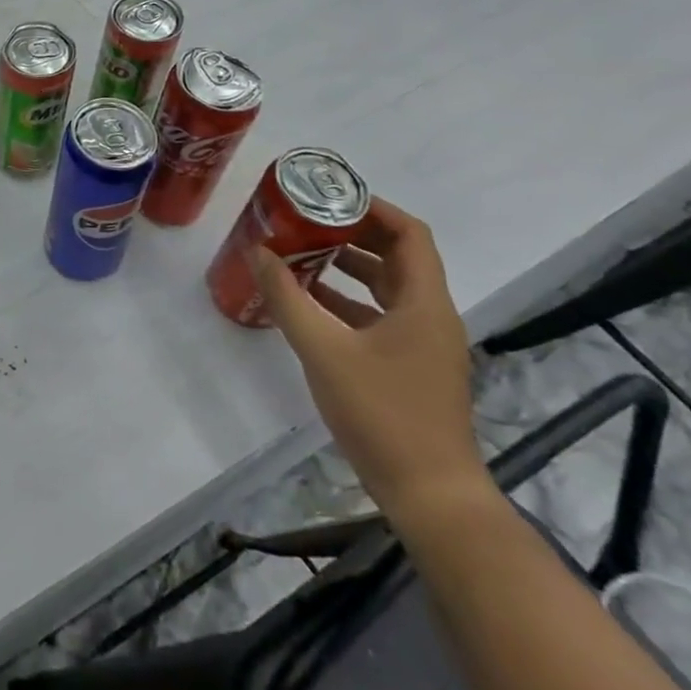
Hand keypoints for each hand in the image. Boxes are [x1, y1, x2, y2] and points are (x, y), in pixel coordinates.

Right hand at [252, 198, 488, 520]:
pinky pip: (379, 315)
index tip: (328, 195)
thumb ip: (288, 298)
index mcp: (423, 303)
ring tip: (299, 253)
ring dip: (347, 266)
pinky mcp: (411, 366)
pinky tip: (308, 302)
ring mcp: (423, 343)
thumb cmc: (382, 414)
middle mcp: (431, 315)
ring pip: (386, 287)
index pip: (409, 234)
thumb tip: (259, 252)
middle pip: (397, 256)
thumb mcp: (324, 350)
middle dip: (351, 233)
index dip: (373, 208)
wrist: (430, 494)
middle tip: (305, 220)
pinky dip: (347, 300)